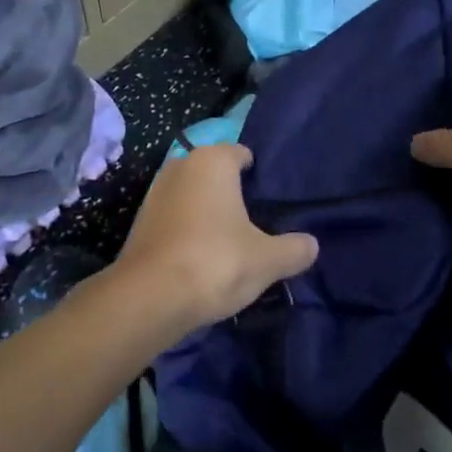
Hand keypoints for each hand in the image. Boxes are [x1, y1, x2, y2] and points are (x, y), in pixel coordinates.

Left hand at [111, 144, 318, 332]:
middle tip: (256, 223)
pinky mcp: (139, 221)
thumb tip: (311, 245)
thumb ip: (294, 249)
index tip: (272, 201)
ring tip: (230, 243)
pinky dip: (187, 230)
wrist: (150, 297)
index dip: (258, 174)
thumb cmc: (215, 261)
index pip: (241, 154)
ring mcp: (155, 192)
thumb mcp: (267, 260)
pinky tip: (201, 256)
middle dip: (232, 193)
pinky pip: (174, 218)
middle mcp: (181, 166)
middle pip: (215, 174)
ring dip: (207, 213)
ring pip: (192, 196)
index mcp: (212, 161)